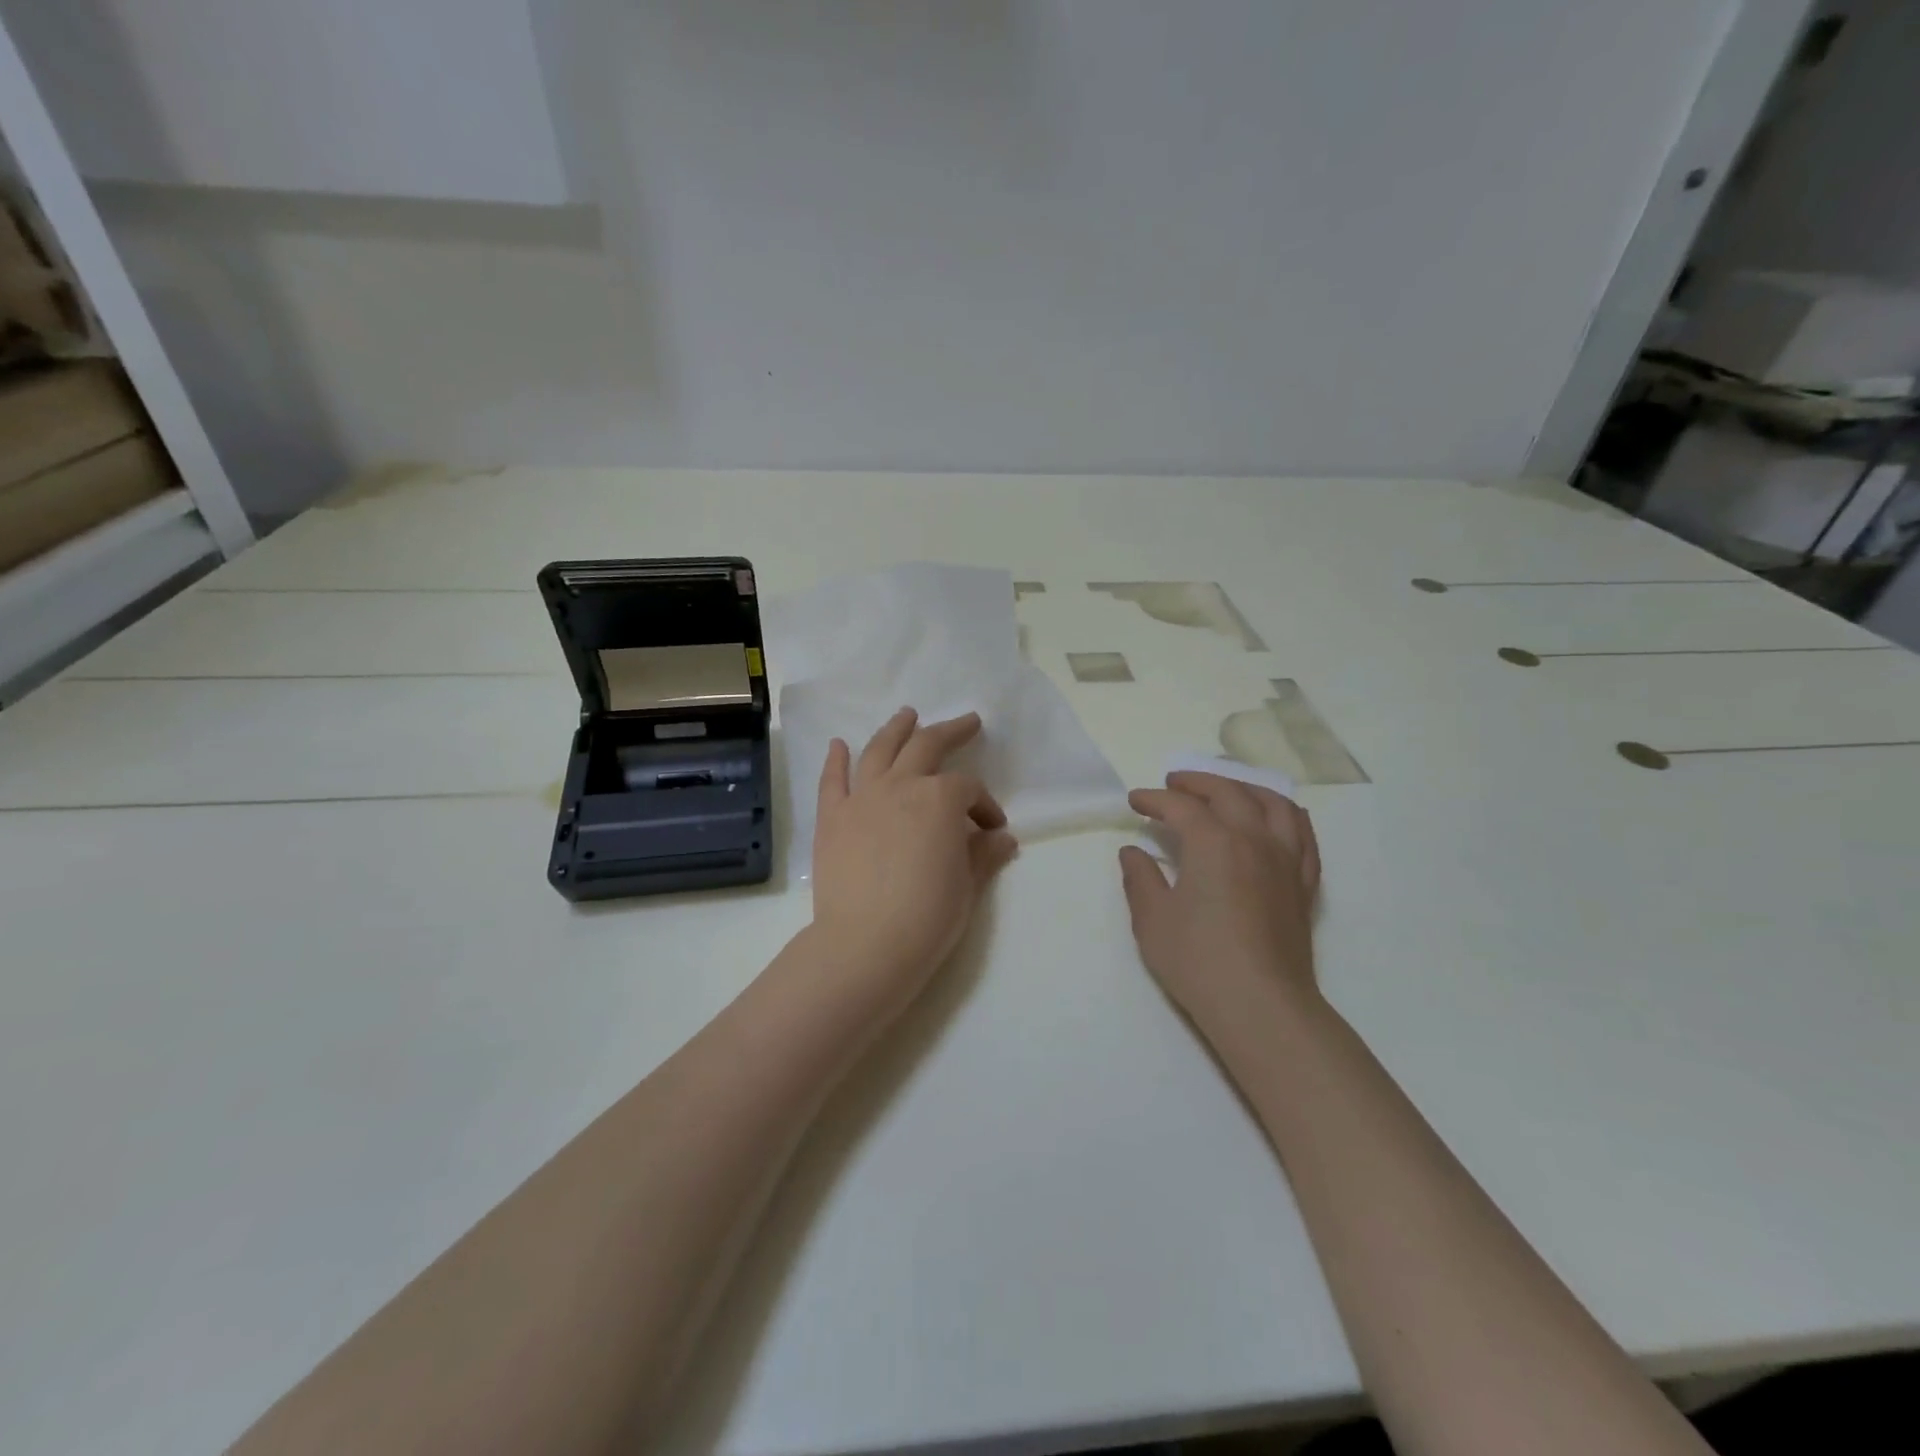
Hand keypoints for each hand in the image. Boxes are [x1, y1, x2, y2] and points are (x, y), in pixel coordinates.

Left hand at [808, 708, 1019, 1009]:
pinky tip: (839, 744)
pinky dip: (836, 759)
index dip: (986, 805)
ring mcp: (861, 798)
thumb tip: (1002, 838)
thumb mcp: (968, 885)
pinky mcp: (832, 817)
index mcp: (940, 799)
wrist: (866, 943)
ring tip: (906, 715)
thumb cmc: (928, 916)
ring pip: (879, 750)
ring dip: (896, 729)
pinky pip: (832, 780)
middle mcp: (901, 786)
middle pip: (926, 746)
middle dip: (950, 731)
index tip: (993, 830)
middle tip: (966, 722)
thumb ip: (984, 854)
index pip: (969, 789)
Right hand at [1118, 773, 1322, 1032]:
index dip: (1154, 800)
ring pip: (1273, 804)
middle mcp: (1254, 839)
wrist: (1261, 1006)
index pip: (1181, 807)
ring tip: (1225, 791)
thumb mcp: (1153, 920)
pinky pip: (1302, 834)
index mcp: (1214, 842)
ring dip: (1245, 789)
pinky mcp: (1303, 884)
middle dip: (1197, 783)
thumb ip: (1140, 879)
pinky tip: (1272, 821)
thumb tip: (1133, 852)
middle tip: (1173, 785)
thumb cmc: (1198, 961)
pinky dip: (1284, 816)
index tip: (1135, 801)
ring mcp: (1285, 860)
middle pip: (1229, 792)